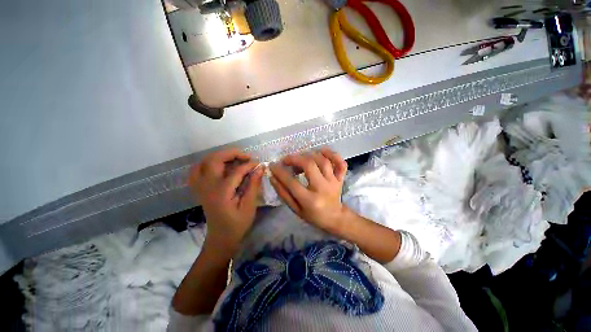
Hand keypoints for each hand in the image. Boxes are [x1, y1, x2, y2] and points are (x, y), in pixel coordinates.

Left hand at [188, 148, 262, 253]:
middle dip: (231, 153)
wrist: (220, 238)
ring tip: (234, 159)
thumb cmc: (237, 224)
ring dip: (219, 156)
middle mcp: (208, 186)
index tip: (259, 164)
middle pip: (214, 160)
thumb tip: (260, 168)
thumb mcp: (249, 206)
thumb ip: (253, 185)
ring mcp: (201, 187)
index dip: (249, 165)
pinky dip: (207, 164)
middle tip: (246, 157)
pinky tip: (218, 167)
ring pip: (204, 162)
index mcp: (222, 192)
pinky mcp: (199, 189)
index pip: (236, 170)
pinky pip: (197, 170)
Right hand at [269, 148, 347, 232]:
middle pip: (309, 165)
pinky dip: (332, 154)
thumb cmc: (313, 215)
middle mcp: (322, 188)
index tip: (273, 165)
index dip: (280, 172)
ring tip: (300, 157)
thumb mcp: (295, 209)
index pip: (292, 182)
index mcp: (310, 200)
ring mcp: (333, 182)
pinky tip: (322, 152)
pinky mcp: (340, 178)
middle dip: (295, 159)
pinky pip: (340, 163)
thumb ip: (283, 193)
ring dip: (310, 155)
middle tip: (286, 160)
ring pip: (323, 161)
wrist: (335, 218)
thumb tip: (272, 177)